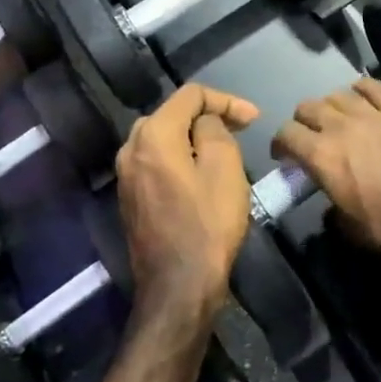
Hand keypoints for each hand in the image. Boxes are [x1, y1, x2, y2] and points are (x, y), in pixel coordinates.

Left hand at [116, 83, 259, 327]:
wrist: (178, 286)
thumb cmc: (208, 224)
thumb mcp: (224, 167)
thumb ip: (214, 130)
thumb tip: (204, 123)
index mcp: (152, 135)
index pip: (190, 95)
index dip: (226, 100)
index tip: (254, 119)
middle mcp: (130, 149)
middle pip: (172, 114)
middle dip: (208, 116)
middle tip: (240, 129)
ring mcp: (125, 176)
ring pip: (162, 139)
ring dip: (193, 138)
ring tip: (224, 149)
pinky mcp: (130, 198)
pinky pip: (156, 163)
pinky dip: (180, 158)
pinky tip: (201, 173)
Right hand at [271, 79, 380, 264]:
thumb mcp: (352, 229)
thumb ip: (334, 210)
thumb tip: (333, 207)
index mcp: (322, 156)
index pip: (287, 135)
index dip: (281, 143)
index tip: (285, 154)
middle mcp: (342, 127)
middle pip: (309, 107)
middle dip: (303, 120)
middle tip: (310, 134)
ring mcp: (374, 113)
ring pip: (340, 94)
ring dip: (332, 104)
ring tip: (338, 116)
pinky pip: (376, 88)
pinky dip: (364, 89)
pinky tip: (364, 94)